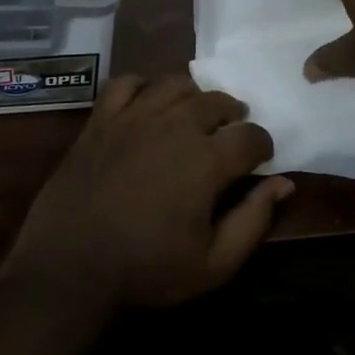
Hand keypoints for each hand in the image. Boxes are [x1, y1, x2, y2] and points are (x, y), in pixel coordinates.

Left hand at [0, 76, 291, 316]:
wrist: (70, 267)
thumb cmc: (147, 271)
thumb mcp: (214, 264)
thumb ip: (254, 220)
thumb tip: (284, 184)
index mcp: (207, 160)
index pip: (250, 135)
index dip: (262, 145)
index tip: (259, 159)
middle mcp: (174, 125)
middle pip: (216, 101)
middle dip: (232, 115)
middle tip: (229, 134)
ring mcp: (134, 116)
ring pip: (175, 84)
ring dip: (193, 96)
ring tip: (194, 115)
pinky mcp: (101, 119)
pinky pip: (126, 83)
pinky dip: (142, 86)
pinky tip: (146, 104)